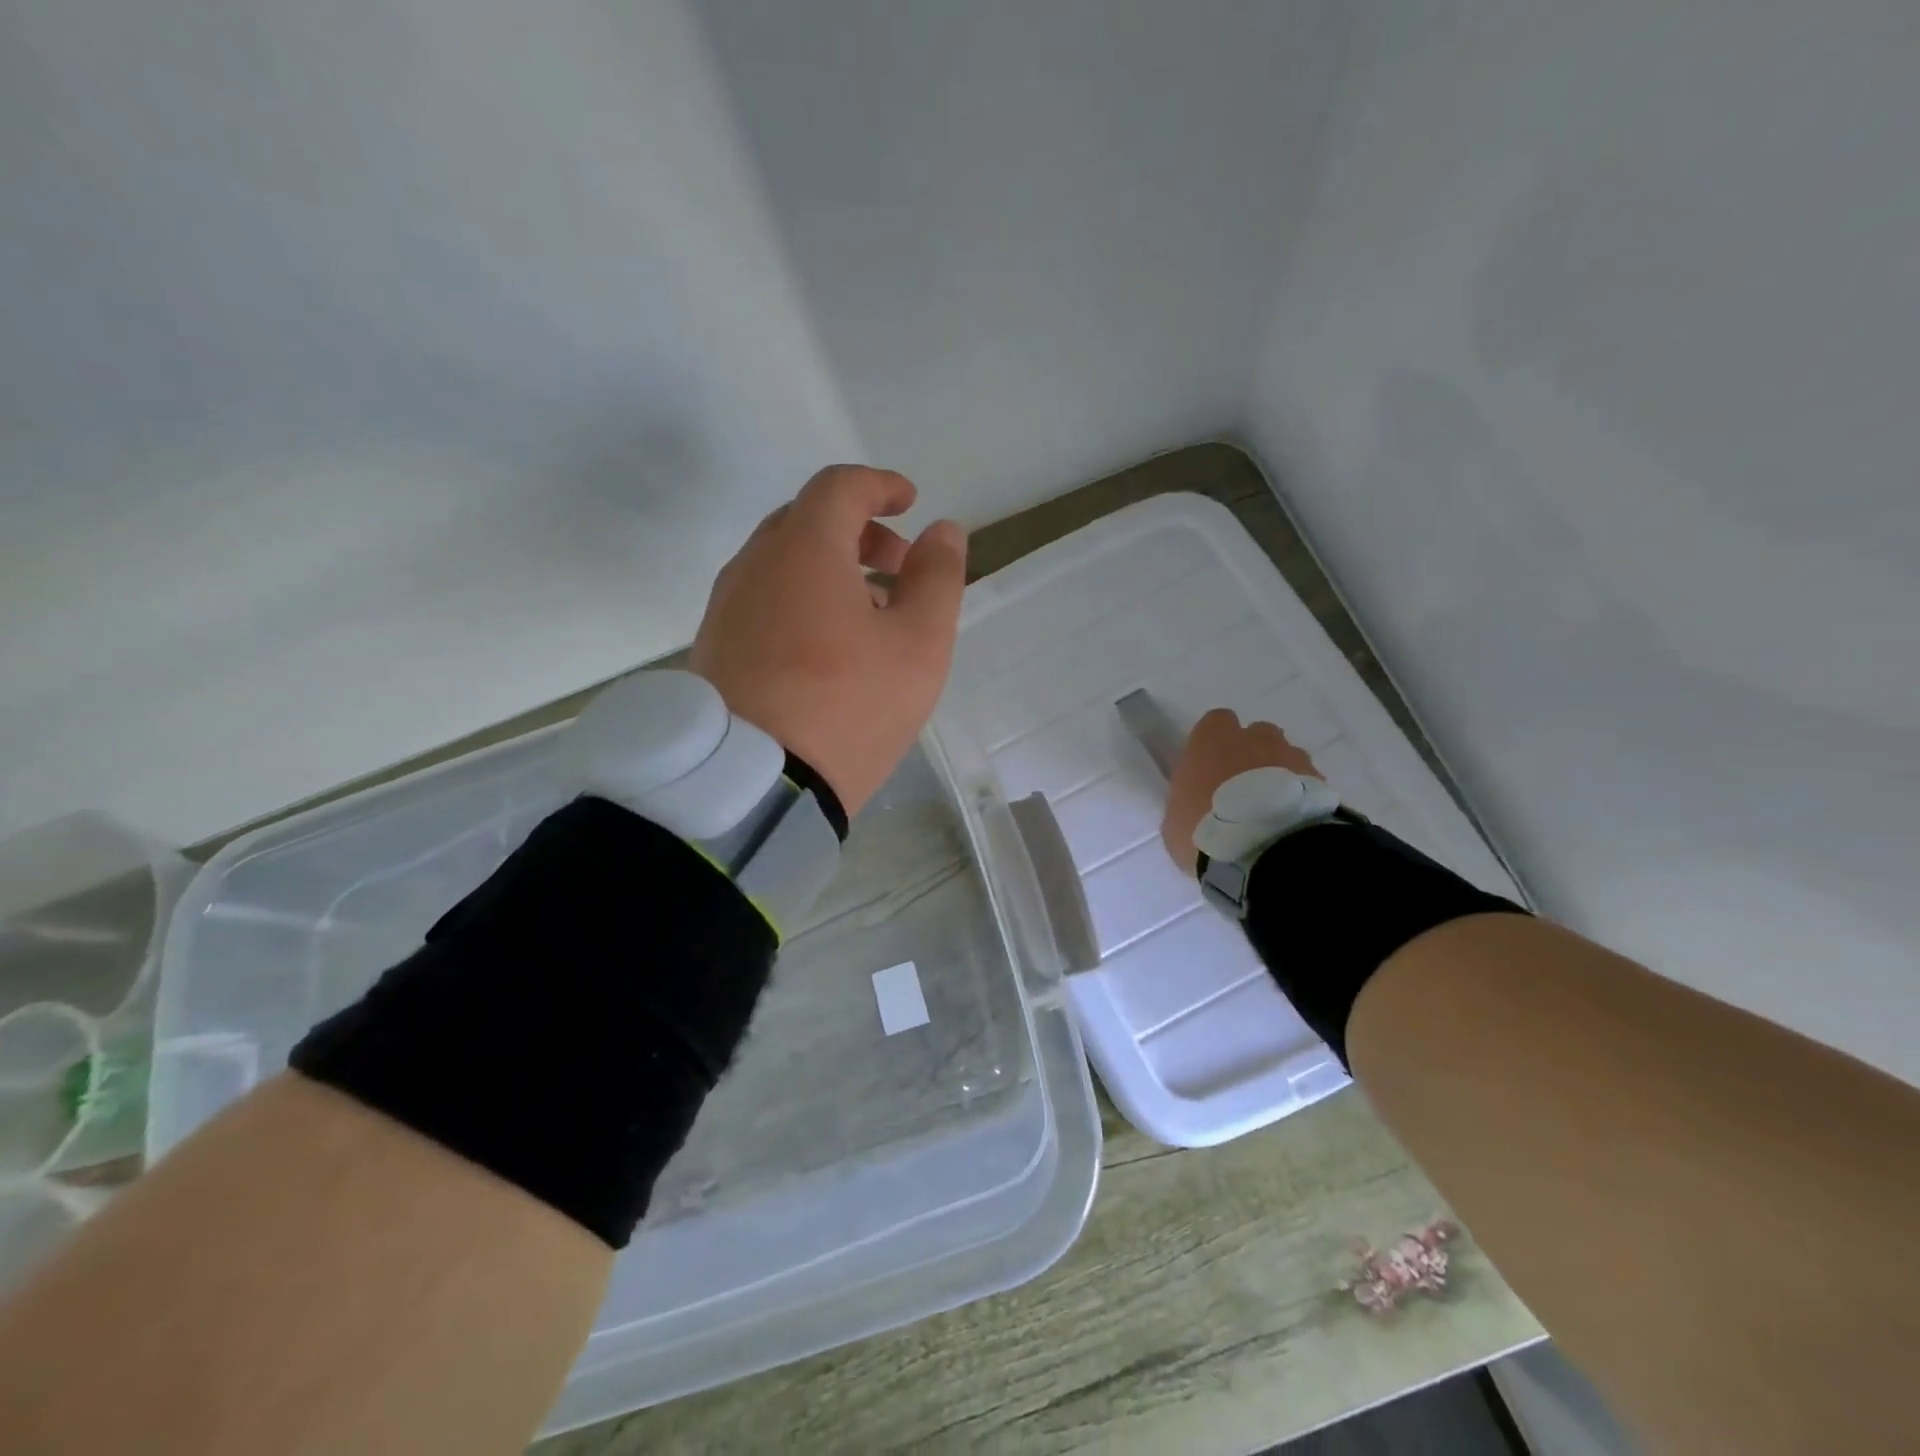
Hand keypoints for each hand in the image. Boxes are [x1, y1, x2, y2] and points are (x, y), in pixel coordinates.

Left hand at [690, 465, 967, 817]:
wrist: (754, 785)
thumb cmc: (848, 706)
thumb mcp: (918, 644)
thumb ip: (938, 578)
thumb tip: (944, 531)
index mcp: (804, 549)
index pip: (840, 488)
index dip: (880, 486)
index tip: (910, 501)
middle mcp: (754, 565)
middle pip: (807, 522)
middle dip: (859, 533)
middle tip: (900, 567)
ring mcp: (725, 608)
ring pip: (782, 565)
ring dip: (831, 570)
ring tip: (872, 615)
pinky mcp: (713, 649)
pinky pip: (763, 602)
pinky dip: (801, 601)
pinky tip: (827, 649)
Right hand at [1161, 709, 1322, 875]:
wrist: (1265, 851)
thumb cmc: (1205, 831)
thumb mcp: (1176, 819)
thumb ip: (1188, 798)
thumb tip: (1197, 799)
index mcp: (1211, 740)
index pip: (1215, 722)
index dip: (1215, 743)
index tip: (1211, 768)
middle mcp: (1253, 738)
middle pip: (1256, 735)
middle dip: (1252, 755)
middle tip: (1244, 790)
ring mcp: (1290, 756)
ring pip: (1285, 756)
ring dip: (1279, 776)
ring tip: (1273, 811)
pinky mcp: (1320, 781)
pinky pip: (1308, 782)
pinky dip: (1301, 797)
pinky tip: (1292, 823)